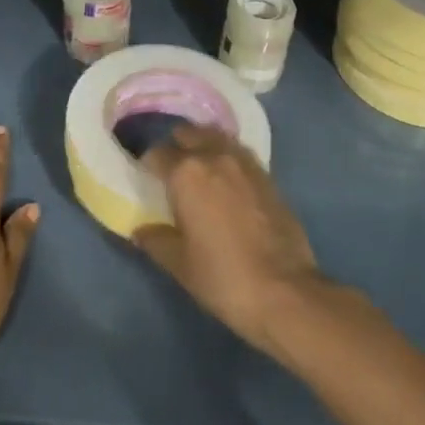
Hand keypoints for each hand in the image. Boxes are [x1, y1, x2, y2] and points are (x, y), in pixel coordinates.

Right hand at [134, 125, 324, 352]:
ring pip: (217, 137)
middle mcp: (215, 156)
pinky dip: (228, 157)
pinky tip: (227, 178)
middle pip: (189, 134)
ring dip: (204, 144)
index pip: (157, 154)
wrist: (284, 290)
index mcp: (186, 173)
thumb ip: (156, 240)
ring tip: (198, 165)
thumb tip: (141, 230)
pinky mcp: (268, 176)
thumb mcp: (179, 264)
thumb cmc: (222, 276)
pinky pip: (240, 153)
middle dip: (176, 146)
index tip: (145, 177)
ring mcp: (245, 163)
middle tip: (171, 168)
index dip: (148, 164)